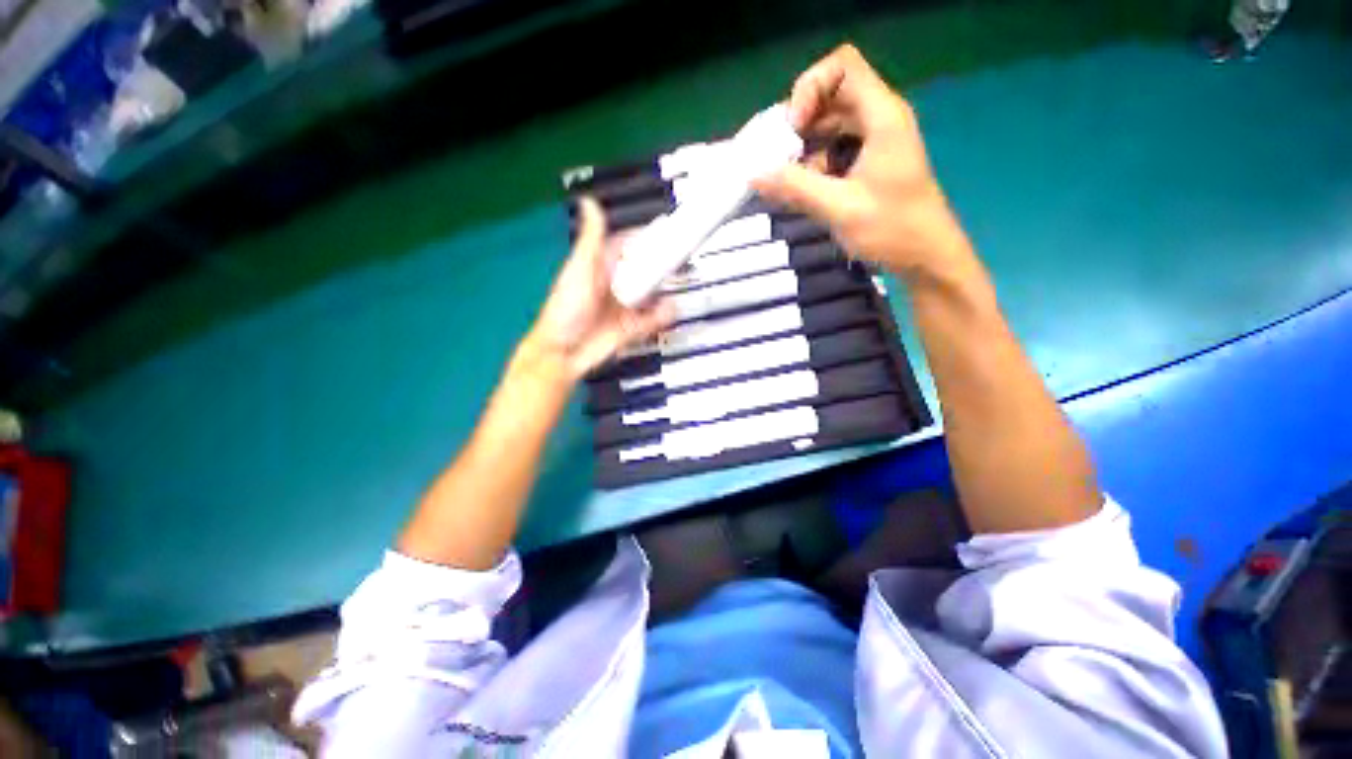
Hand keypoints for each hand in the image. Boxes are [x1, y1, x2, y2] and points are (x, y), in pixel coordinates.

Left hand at [523, 197, 672, 382]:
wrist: (564, 353)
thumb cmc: (565, 309)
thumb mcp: (579, 270)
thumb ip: (591, 240)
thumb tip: (589, 202)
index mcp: (601, 268)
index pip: (628, 247)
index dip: (645, 238)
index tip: (666, 229)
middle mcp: (615, 286)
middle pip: (644, 270)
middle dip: (661, 264)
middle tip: (681, 257)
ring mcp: (625, 308)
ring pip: (651, 295)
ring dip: (665, 289)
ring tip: (680, 280)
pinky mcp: (632, 328)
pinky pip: (653, 319)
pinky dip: (664, 315)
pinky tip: (672, 308)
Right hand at [753, 44, 972, 284]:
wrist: (926, 257)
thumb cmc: (893, 230)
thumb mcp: (840, 208)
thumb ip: (796, 188)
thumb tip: (753, 174)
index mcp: (881, 116)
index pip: (842, 66)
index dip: (809, 88)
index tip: (793, 130)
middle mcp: (878, 118)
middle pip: (830, 95)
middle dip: (799, 123)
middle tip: (777, 158)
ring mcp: (874, 141)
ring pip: (829, 125)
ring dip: (803, 148)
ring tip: (785, 179)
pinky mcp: (868, 162)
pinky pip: (833, 149)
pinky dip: (813, 164)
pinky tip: (803, 190)